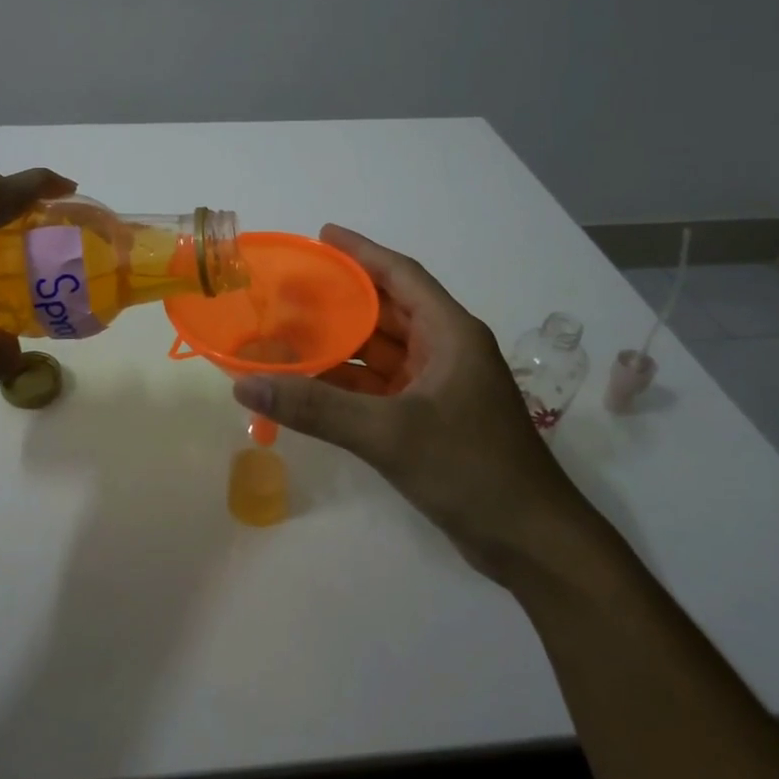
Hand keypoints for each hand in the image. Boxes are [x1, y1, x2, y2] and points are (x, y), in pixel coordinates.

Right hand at [232, 225, 584, 579]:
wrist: (532, 543)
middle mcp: (446, 351)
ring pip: (380, 353)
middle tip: (289, 288)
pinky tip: (309, 384)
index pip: (401, 275)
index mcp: (451, 334)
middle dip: (340, 299)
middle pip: (386, 311)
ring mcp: (439, 388)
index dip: (361, 252)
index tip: (322, 235)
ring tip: (288, 331)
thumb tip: (247, 386)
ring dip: (340, 344)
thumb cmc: (471, 469)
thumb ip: (316, 408)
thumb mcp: (390, 434)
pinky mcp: (430, 421)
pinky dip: (347, 384)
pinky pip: (380, 388)